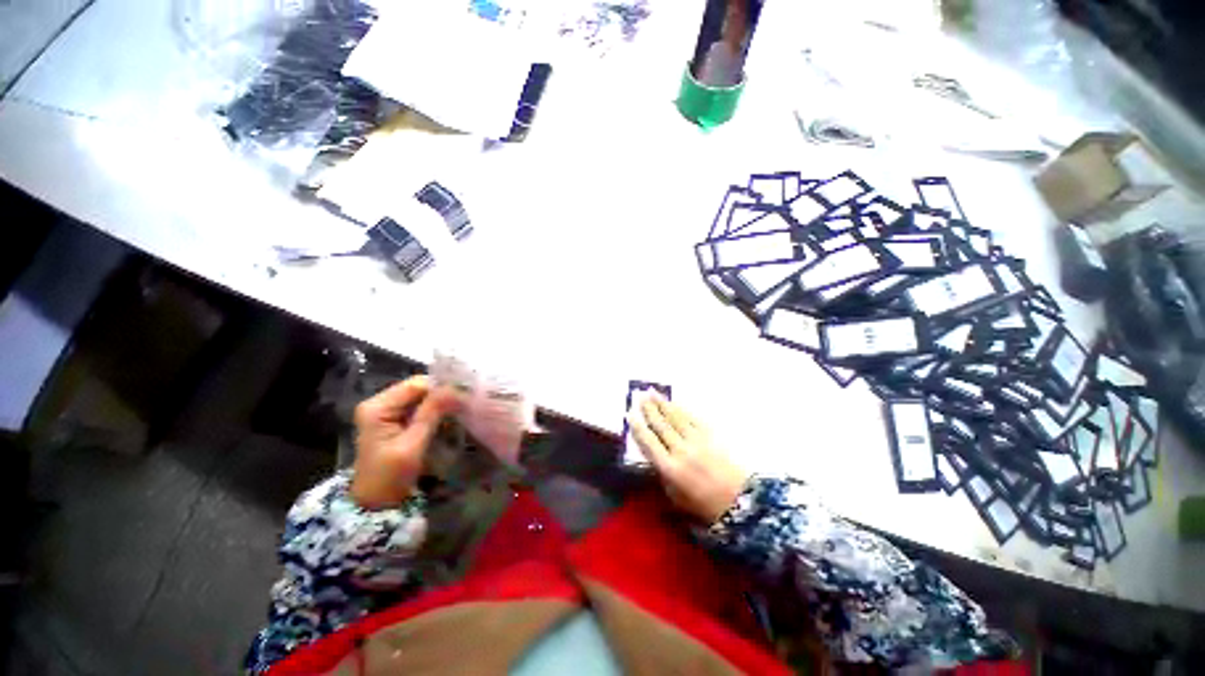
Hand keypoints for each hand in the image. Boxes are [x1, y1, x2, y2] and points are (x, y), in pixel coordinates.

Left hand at [351, 376, 459, 509]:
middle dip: (441, 397)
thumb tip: (453, 388)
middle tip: (463, 407)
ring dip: (439, 405)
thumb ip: (431, 414)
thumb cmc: (390, 476)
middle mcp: (379, 403)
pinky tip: (445, 422)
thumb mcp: (412, 445)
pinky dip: (434, 412)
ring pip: (421, 398)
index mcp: (377, 407)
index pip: (416, 385)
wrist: (375, 503)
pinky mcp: (393, 420)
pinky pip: (419, 408)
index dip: (440, 388)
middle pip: (418, 389)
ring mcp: (386, 411)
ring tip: (457, 414)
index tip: (462, 398)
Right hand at [628, 393, 750, 522]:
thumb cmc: (702, 504)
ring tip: (653, 392)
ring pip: (675, 418)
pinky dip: (682, 409)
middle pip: (661, 425)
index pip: (648, 441)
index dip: (637, 426)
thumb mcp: (674, 496)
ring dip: (663, 404)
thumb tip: (653, 455)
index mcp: (669, 468)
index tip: (629, 414)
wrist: (738, 501)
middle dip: (649, 409)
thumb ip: (661, 474)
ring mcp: (696, 440)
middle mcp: (680, 450)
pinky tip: (675, 403)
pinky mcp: (710, 436)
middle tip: (641, 396)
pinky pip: (692, 418)